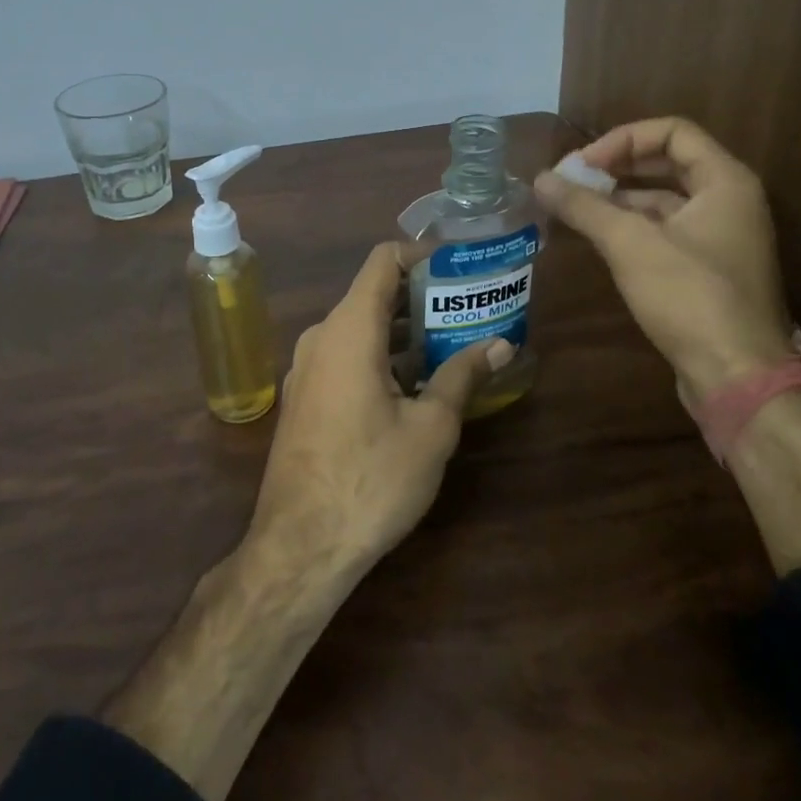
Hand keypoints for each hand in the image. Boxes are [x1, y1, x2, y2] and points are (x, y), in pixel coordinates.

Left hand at [246, 242, 512, 584]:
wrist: (299, 546)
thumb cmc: (371, 479)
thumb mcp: (430, 428)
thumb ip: (463, 376)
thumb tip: (500, 344)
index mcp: (350, 329)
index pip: (382, 261)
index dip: (421, 254)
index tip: (459, 265)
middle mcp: (322, 337)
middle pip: (373, 294)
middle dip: (422, 297)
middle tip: (469, 308)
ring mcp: (307, 368)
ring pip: (361, 329)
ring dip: (405, 331)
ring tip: (453, 343)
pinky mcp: (305, 397)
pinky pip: (346, 356)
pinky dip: (382, 355)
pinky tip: (416, 384)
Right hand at [534, 116, 792, 413]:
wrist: (737, 377)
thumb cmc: (689, 297)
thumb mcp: (630, 244)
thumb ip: (584, 206)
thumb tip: (540, 178)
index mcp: (726, 181)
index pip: (673, 131)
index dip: (623, 139)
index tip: (583, 164)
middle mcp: (731, 201)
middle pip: (669, 162)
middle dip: (618, 166)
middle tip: (573, 180)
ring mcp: (723, 237)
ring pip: (666, 199)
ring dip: (621, 197)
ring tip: (576, 208)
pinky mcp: (710, 269)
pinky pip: (668, 230)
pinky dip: (633, 226)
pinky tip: (599, 238)